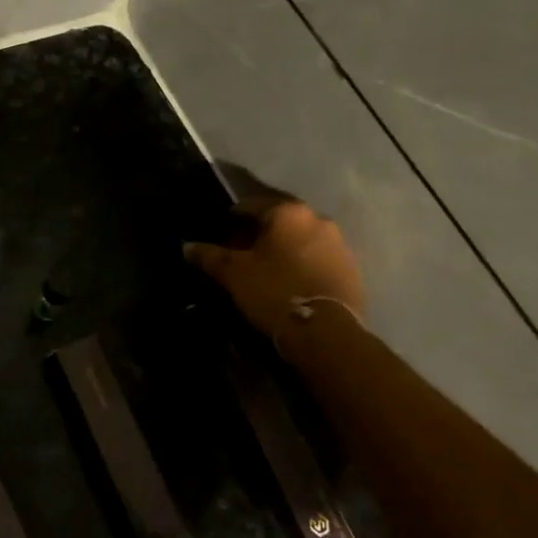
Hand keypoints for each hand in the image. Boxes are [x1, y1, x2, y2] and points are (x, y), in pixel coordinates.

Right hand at [185, 196, 364, 337]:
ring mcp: (339, 244)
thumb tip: (187, 246)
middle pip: (279, 221)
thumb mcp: (233, 273)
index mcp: (288, 212)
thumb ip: (209, 255)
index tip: (219, 233)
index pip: (251, 205)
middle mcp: (317, 219)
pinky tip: (288, 283)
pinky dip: (300, 265)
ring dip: (282, 249)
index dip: (231, 218)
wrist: (325, 332)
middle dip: (258, 234)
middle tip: (240, 254)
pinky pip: (317, 259)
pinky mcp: (351, 270)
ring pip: (300, 239)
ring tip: (264, 271)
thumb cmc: (274, 291)